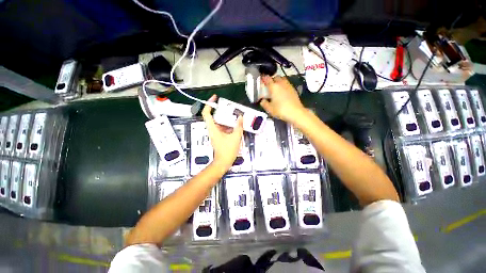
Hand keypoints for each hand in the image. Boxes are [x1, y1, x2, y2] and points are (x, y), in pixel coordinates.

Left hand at [202, 95, 243, 171]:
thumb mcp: (235, 137)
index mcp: (213, 128)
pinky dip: (228, 124)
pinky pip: (223, 127)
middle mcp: (212, 129)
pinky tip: (236, 123)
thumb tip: (240, 117)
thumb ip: (238, 126)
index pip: (206, 113)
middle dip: (221, 110)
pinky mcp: (219, 136)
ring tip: (234, 114)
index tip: (215, 99)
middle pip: (214, 116)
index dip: (209, 104)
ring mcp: (216, 133)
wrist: (223, 162)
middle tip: (230, 107)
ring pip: (219, 122)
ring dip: (226, 117)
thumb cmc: (228, 150)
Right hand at [260, 75, 305, 123]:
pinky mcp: (293, 89)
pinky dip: (283, 86)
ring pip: (282, 79)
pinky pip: (287, 84)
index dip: (263, 78)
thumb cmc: (281, 110)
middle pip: (275, 77)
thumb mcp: (269, 109)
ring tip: (276, 89)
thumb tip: (262, 100)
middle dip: (272, 80)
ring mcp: (288, 85)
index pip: (267, 78)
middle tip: (269, 86)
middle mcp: (281, 83)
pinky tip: (283, 93)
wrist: (295, 112)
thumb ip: (264, 103)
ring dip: (278, 82)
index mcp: (273, 87)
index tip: (261, 80)